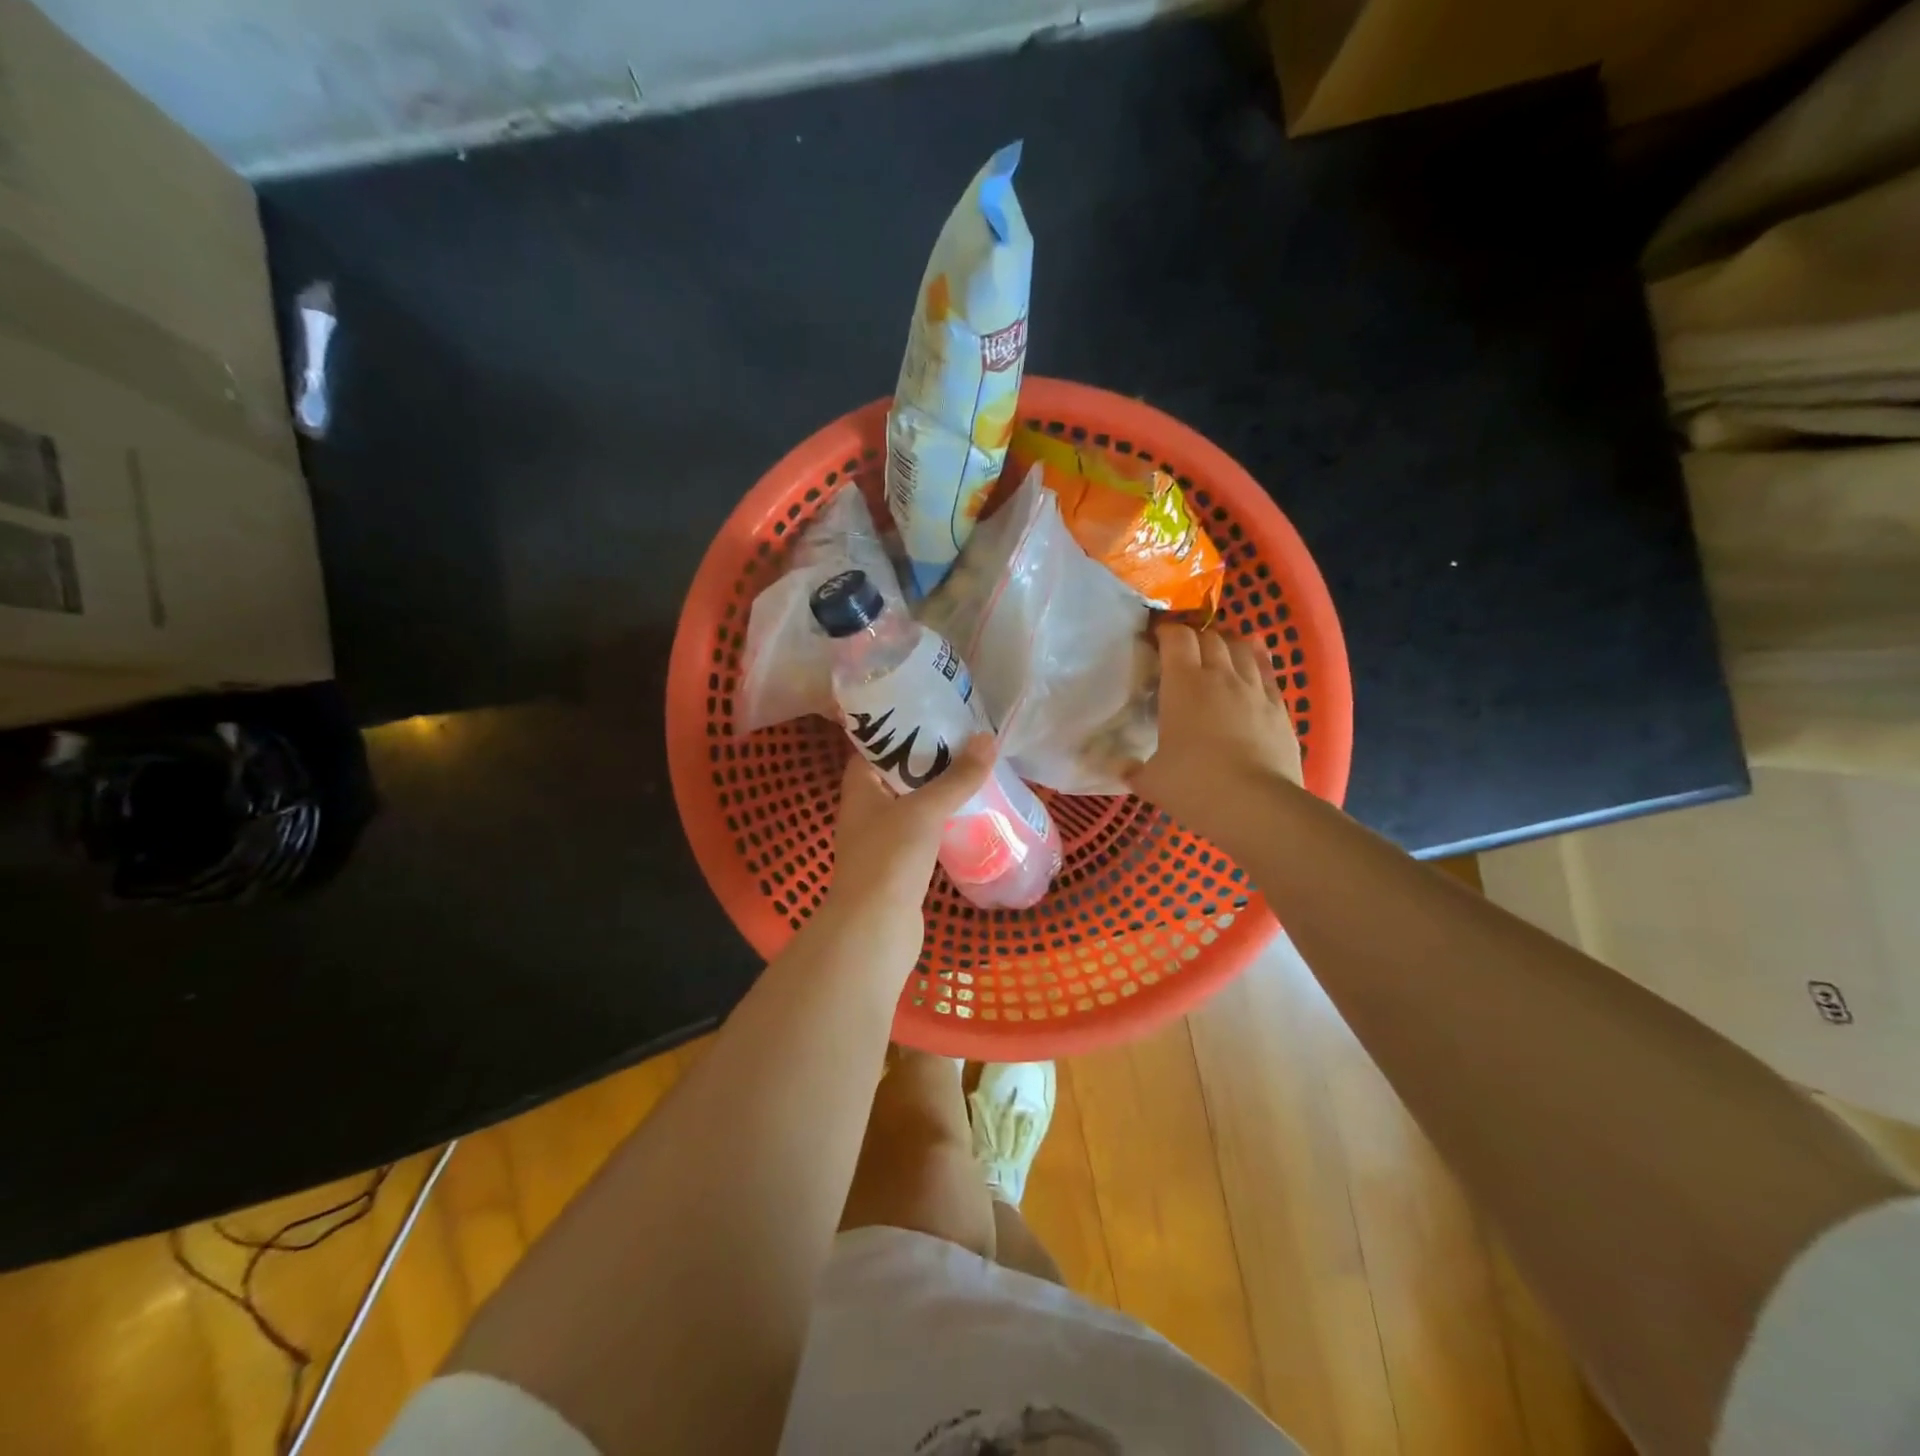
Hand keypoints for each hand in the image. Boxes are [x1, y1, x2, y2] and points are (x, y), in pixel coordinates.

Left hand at [829, 734, 996, 926]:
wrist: (875, 929)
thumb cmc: (890, 858)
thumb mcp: (925, 809)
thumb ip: (956, 776)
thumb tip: (987, 738)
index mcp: (860, 787)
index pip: (876, 745)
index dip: (902, 728)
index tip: (936, 714)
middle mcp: (866, 809)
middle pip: (898, 773)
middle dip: (929, 759)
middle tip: (966, 739)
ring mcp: (882, 838)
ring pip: (912, 804)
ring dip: (938, 790)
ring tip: (974, 770)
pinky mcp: (900, 864)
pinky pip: (923, 831)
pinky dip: (942, 820)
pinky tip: (969, 813)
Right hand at [1127, 623, 1302, 851]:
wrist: (1258, 807)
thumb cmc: (1195, 787)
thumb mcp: (1151, 782)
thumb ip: (1132, 769)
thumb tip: (1116, 765)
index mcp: (1183, 685)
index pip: (1175, 637)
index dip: (1164, 632)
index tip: (1154, 640)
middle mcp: (1220, 676)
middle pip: (1209, 637)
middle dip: (1194, 637)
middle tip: (1182, 652)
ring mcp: (1254, 690)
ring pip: (1242, 648)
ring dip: (1226, 644)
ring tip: (1216, 651)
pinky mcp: (1279, 707)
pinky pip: (1268, 671)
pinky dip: (1257, 658)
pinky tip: (1253, 656)